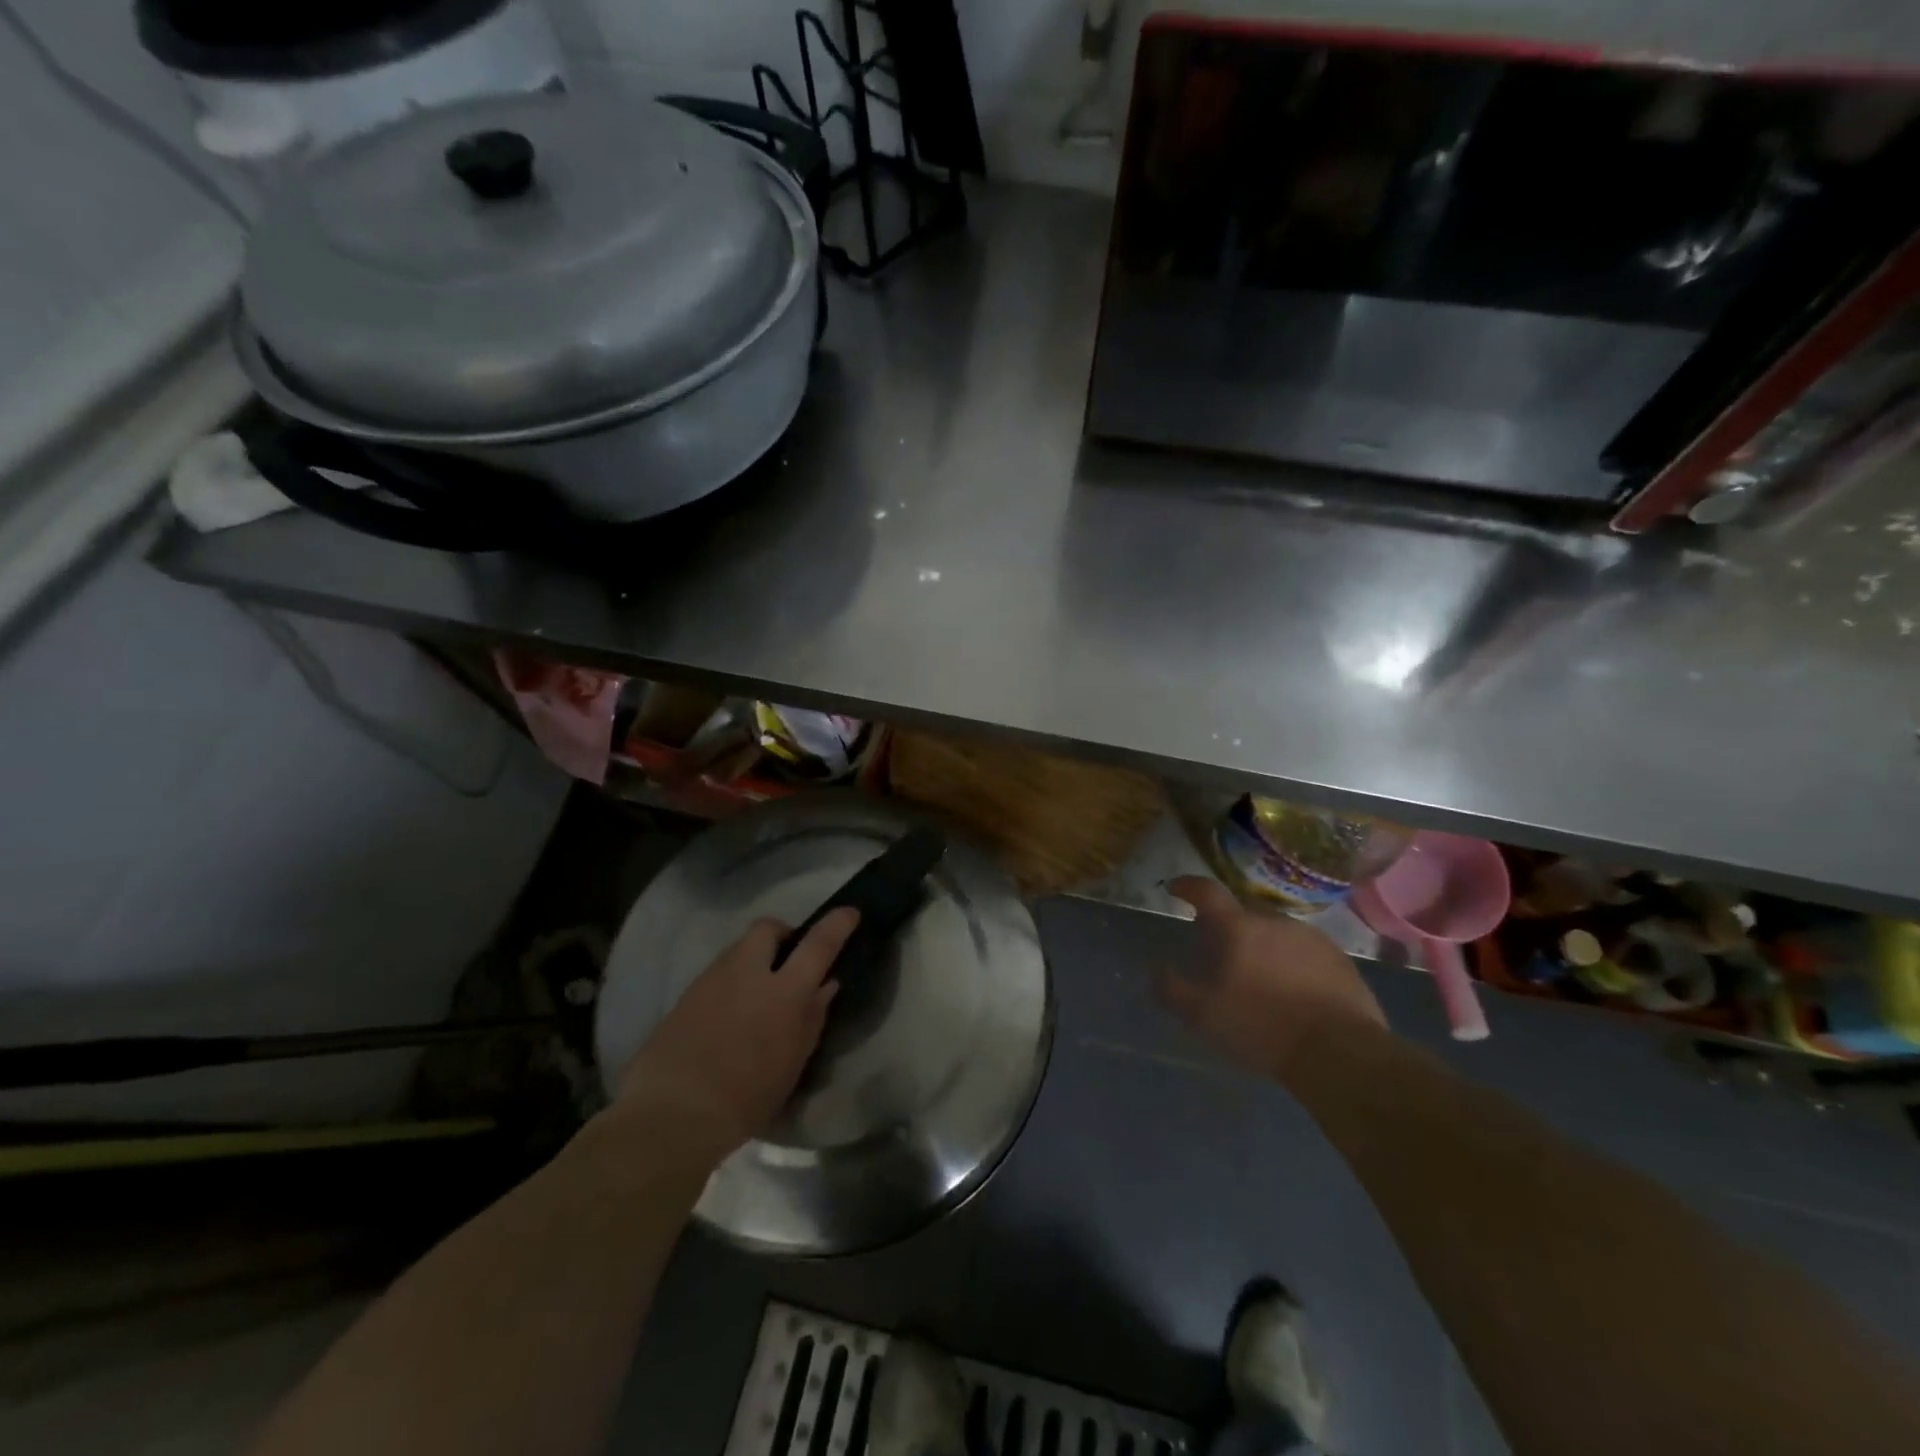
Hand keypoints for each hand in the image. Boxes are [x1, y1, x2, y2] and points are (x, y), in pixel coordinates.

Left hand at [614, 908, 859, 1164]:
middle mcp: (747, 973)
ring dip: (754, 958)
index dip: (837, 923)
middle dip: (782, 934)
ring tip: (756, 994)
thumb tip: (825, 985)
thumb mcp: (792, 1064)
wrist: (671, 1116)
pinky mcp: (685, 995)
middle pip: (767, 928)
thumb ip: (812, 1018)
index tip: (849, 912)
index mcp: (783, 992)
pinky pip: (716, 974)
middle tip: (788, 960)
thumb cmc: (745, 1098)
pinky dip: (730, 982)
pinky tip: (728, 1015)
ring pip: (738, 949)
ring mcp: (711, 980)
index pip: (818, 944)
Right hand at [1160, 876, 1386, 1078]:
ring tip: (1258, 975)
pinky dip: (1291, 963)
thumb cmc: (1261, 1027)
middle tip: (1219, 950)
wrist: (1341, 1053)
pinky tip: (1292, 991)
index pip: (1207, 891)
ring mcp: (1312, 938)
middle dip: (1228, 925)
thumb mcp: (1202, 1015)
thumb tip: (1156, 967)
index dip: (1188, 886)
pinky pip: (1305, 952)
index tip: (1176, 889)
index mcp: (1238, 927)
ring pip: (1276, 932)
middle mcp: (1275, 921)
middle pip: (1243, 913)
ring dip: (1262, 945)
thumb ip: (1172, 988)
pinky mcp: (1340, 961)